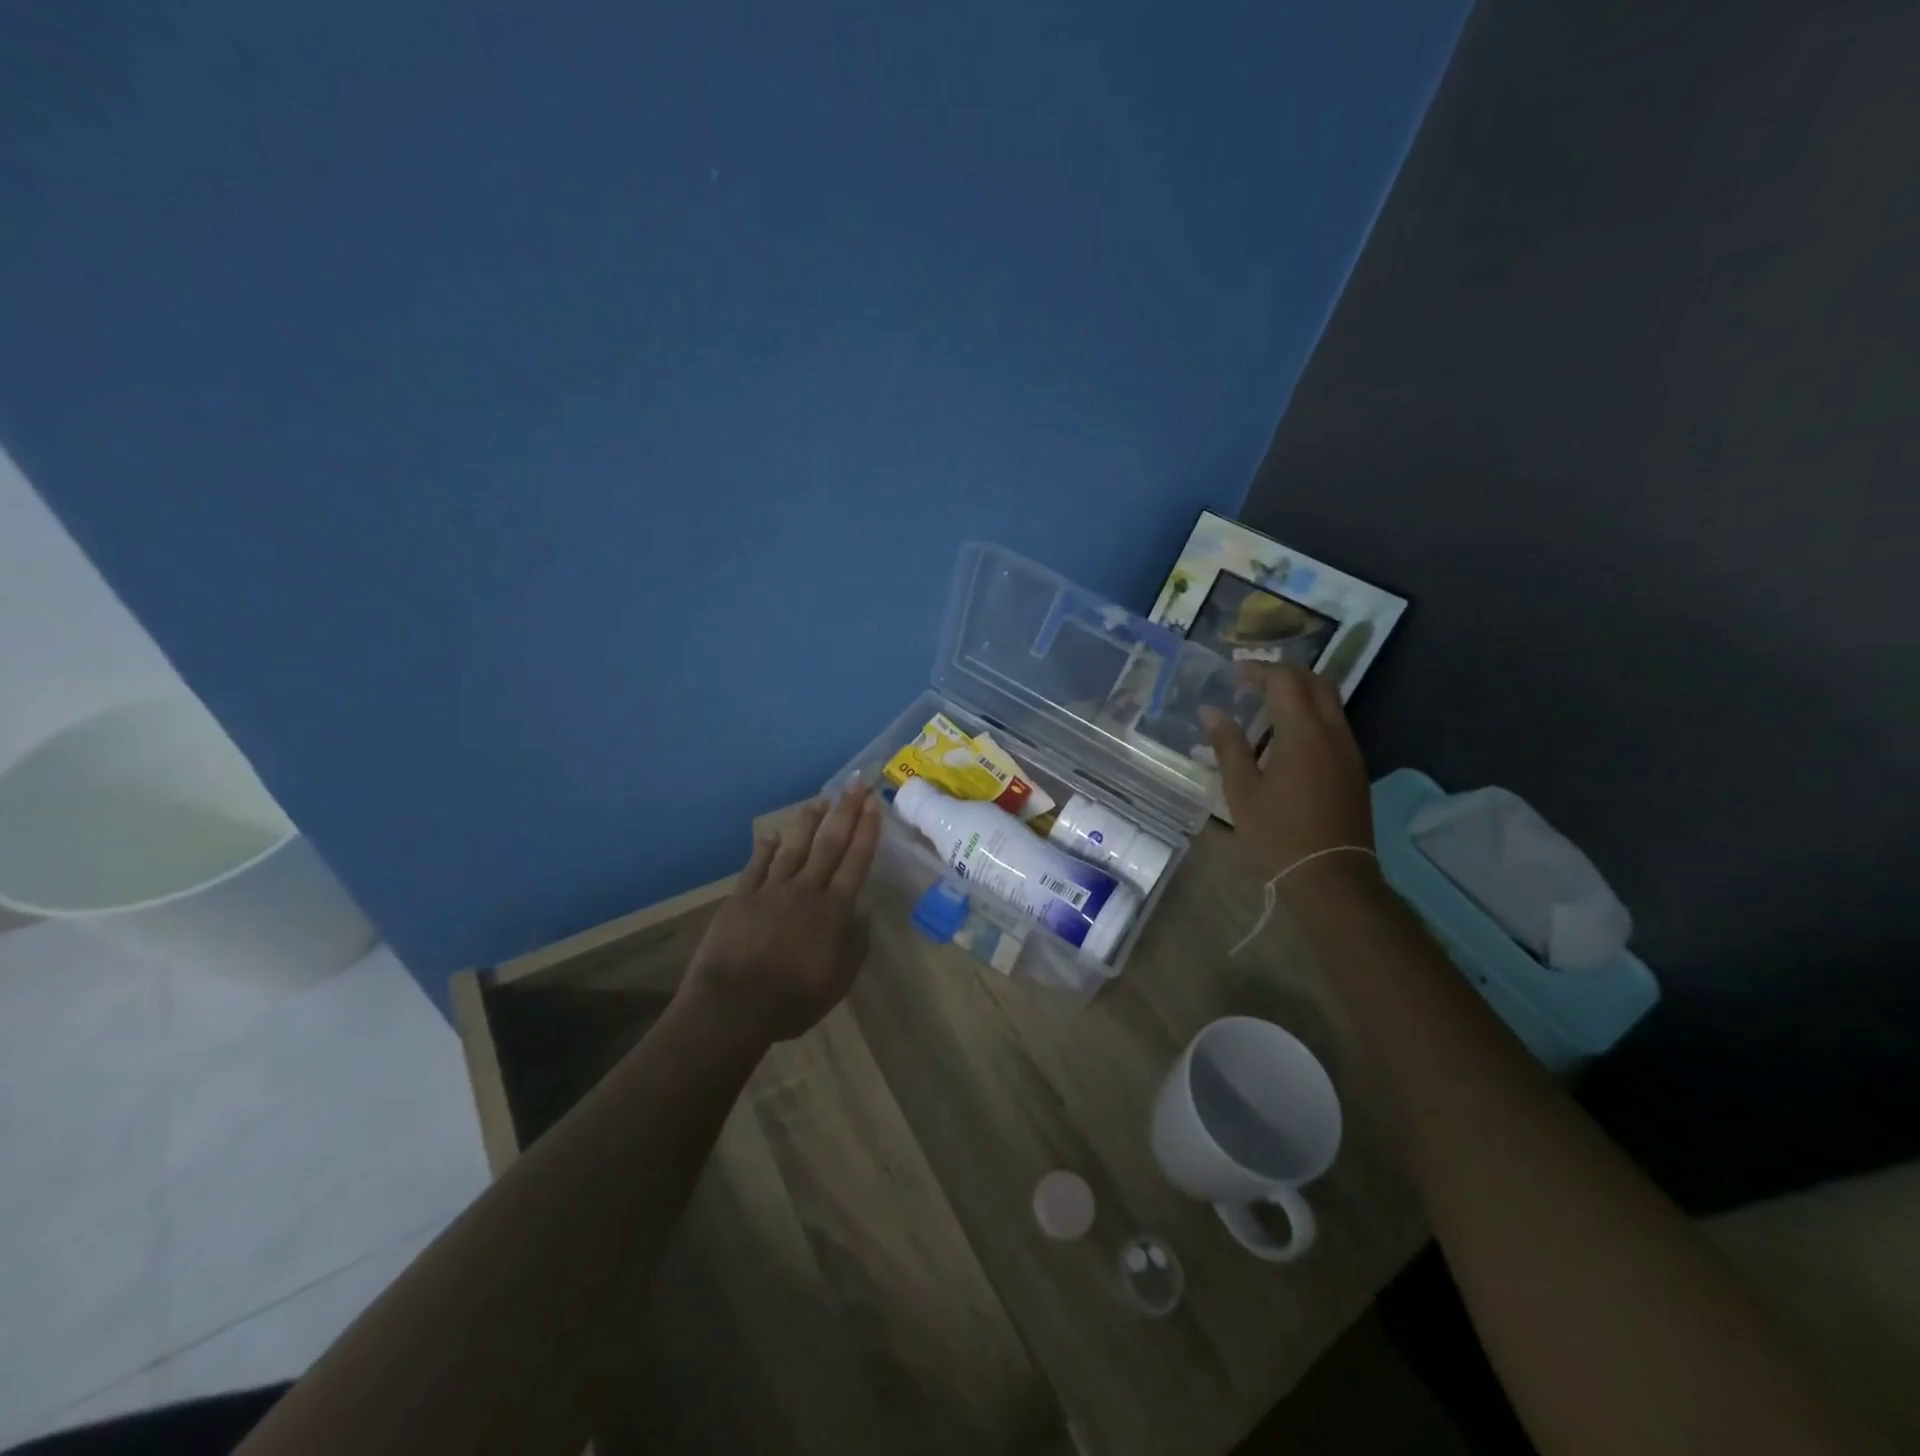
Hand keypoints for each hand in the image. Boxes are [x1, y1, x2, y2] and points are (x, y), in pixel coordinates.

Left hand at [683, 779, 884, 1041]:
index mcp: (834, 909)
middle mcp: (806, 889)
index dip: (867, 830)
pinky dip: (766, 849)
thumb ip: (855, 945)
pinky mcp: (742, 897)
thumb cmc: (793, 999)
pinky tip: (772, 835)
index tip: (873, 804)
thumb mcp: (839, 980)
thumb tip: (862, 916)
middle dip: (846, 812)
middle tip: (856, 784)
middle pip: (830, 844)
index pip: (856, 861)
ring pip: (795, 847)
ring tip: (820, 800)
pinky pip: (757, 866)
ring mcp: (772, 890)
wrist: (734, 1004)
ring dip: (809, 822)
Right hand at [1201, 664, 1377, 891]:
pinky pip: (1334, 724)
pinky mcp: (1354, 768)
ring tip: (1265, 705)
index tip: (1232, 674)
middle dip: (1283, 673)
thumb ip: (1228, 746)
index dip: (1258, 669)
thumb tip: (1211, 712)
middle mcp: (1333, 733)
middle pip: (1315, 681)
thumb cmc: (1279, 834)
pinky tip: (1286, 736)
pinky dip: (1310, 714)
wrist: (1331, 875)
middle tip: (1251, 681)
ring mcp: (1349, 750)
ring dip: (1299, 693)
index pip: (1285, 681)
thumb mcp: (1242, 791)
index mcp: (1303, 734)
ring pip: (1330, 701)